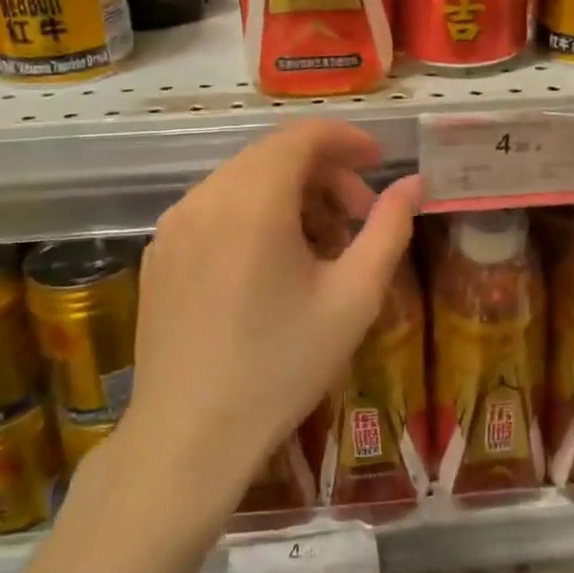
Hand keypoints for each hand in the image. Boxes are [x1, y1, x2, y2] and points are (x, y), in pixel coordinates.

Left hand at [120, 121, 421, 511]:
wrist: (189, 436)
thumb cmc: (282, 366)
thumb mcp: (354, 297)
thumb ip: (389, 228)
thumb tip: (414, 184)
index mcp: (253, 200)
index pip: (303, 136)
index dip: (347, 140)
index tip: (379, 162)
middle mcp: (205, 196)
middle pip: (274, 156)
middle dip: (325, 174)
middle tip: (359, 217)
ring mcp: (174, 224)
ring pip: (244, 180)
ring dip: (290, 194)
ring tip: (321, 246)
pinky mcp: (159, 252)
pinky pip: (215, 208)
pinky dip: (254, 214)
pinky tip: (273, 264)